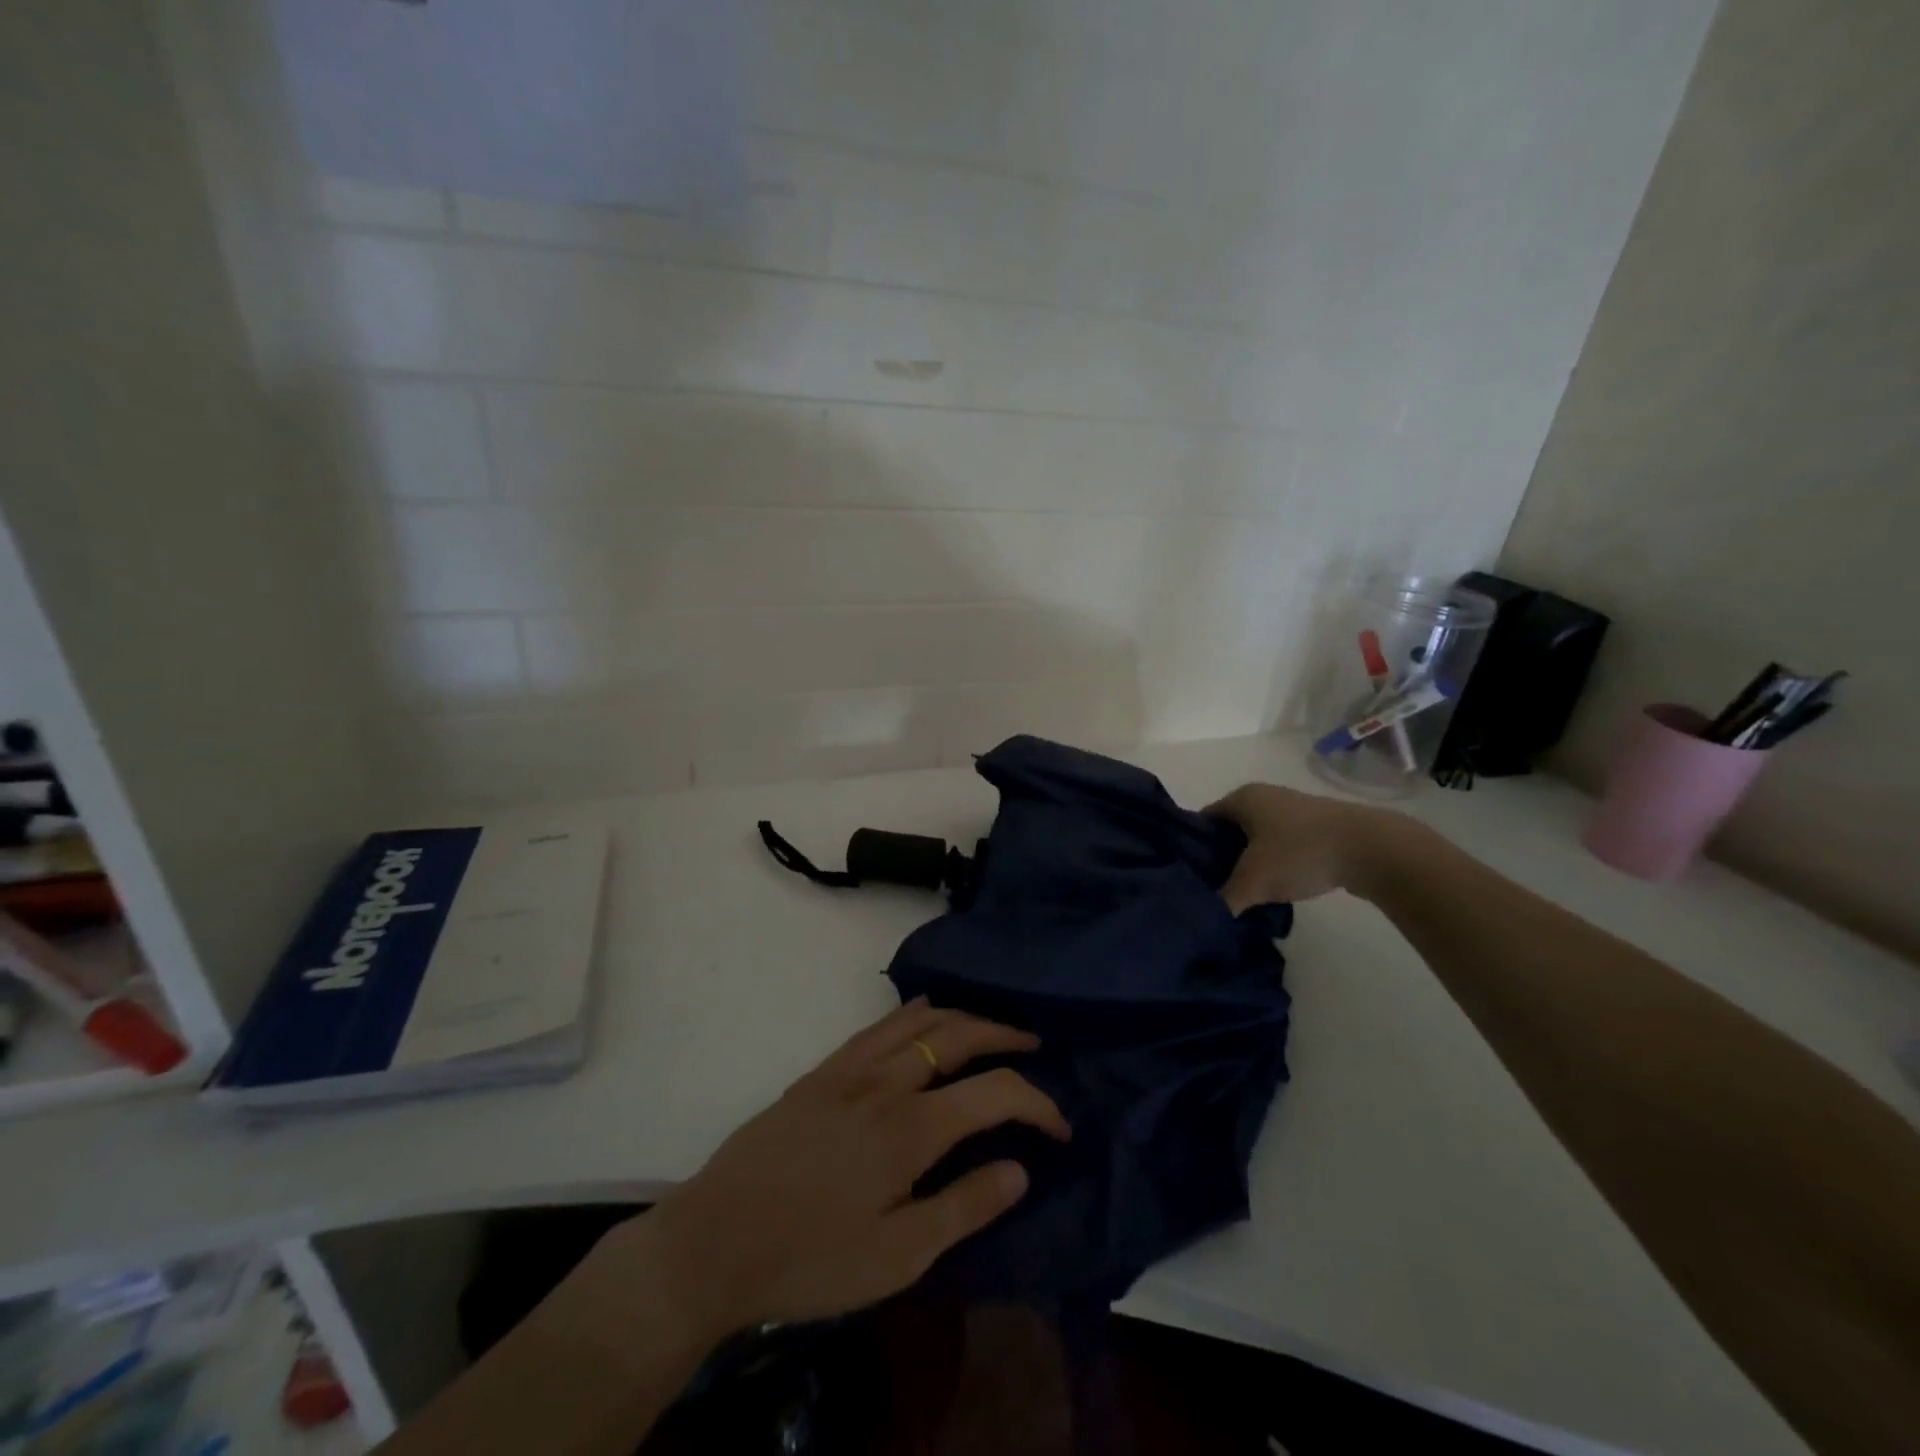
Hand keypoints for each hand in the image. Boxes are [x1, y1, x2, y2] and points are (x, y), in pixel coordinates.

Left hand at [638, 999, 1068, 1337]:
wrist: (715, 1239)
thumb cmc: (811, 1257)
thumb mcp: (897, 1257)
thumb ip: (964, 1208)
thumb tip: (1020, 1169)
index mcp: (912, 1127)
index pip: (995, 1092)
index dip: (1037, 1103)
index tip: (1060, 1126)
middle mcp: (887, 1081)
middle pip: (959, 1035)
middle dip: (1004, 1033)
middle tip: (1034, 1045)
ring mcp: (850, 1069)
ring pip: (919, 1020)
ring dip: (963, 1016)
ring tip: (989, 1026)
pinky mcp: (821, 1071)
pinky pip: (877, 1025)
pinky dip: (911, 1012)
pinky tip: (921, 1014)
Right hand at [1206, 782, 1412, 910]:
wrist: (1372, 848)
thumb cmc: (1301, 853)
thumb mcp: (1254, 881)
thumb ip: (1224, 899)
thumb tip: (1204, 916)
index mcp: (1242, 798)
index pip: (1202, 821)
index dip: (1192, 848)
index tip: (1189, 877)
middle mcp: (1264, 796)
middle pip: (1229, 830)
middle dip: (1220, 858)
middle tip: (1212, 889)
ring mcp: (1293, 809)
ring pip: (1257, 838)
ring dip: (1250, 862)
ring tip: (1244, 892)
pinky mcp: (1317, 826)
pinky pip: (1282, 844)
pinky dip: (1275, 863)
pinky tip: (1277, 887)